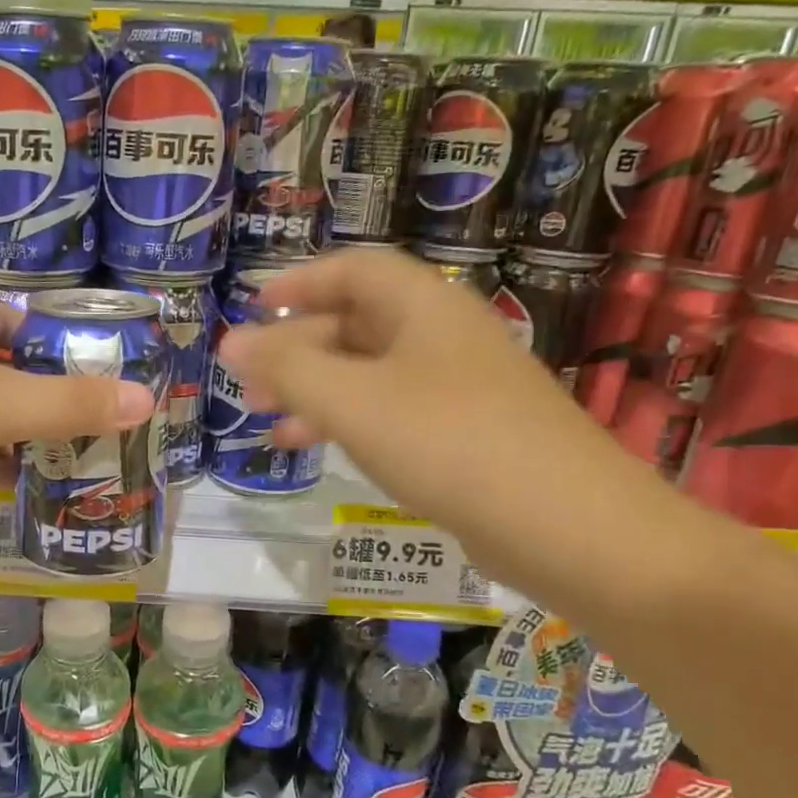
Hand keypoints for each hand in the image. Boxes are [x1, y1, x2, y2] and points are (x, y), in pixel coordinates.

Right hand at [216, 248, 694, 601]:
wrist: (568, 527)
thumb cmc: (450, 445)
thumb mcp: (354, 402)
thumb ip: (287, 369)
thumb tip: (230, 342)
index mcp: (425, 308)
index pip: (355, 269)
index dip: (300, 280)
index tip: (254, 306)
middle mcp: (445, 338)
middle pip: (359, 322)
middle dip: (299, 347)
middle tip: (251, 381)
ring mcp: (460, 389)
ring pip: (372, 373)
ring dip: (319, 389)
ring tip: (273, 421)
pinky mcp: (467, 437)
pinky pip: (393, 413)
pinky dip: (351, 422)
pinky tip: (323, 449)